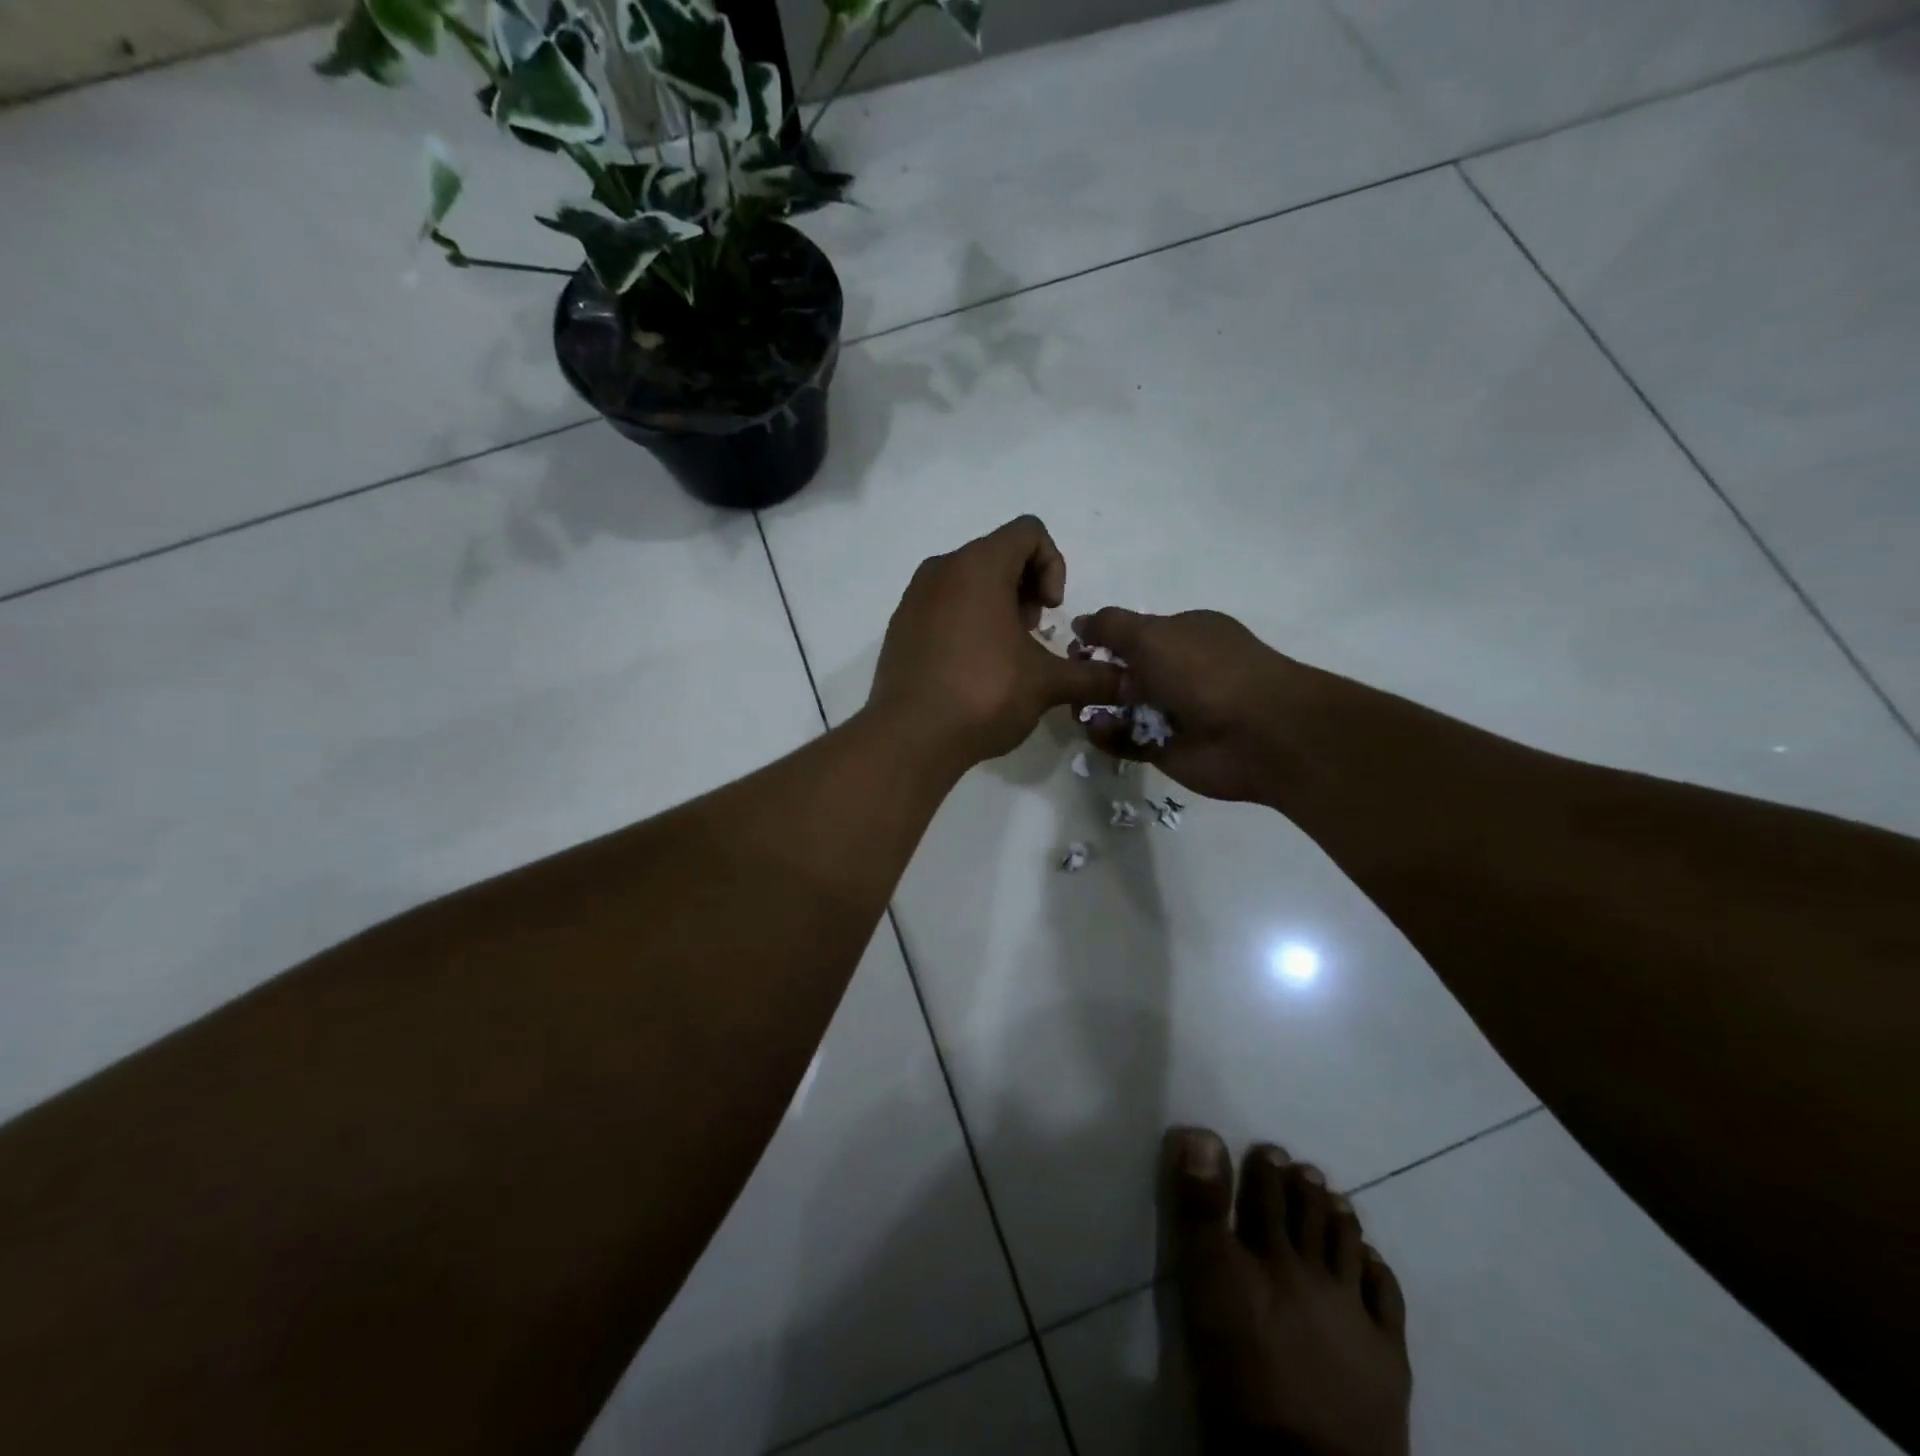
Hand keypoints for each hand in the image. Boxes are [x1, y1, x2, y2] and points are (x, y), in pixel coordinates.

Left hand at [870, 517, 1123, 766]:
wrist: (910, 737)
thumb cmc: (983, 694)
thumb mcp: (1046, 684)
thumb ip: (1092, 676)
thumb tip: (1127, 682)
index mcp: (978, 565)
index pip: (1029, 532)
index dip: (1053, 565)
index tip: (1050, 611)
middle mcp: (941, 569)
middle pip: (997, 554)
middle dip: (1025, 589)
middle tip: (1030, 636)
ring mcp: (914, 597)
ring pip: (967, 581)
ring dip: (996, 607)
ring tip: (1004, 656)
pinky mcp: (900, 626)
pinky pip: (941, 606)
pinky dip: (965, 622)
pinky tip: (971, 669)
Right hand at [1072, 607, 1325, 804]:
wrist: (1258, 735)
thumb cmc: (1205, 672)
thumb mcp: (1151, 634)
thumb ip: (1110, 626)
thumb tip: (1079, 623)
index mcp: (1182, 634)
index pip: (1132, 634)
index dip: (1100, 641)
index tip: (1072, 650)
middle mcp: (1177, 670)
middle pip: (1121, 673)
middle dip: (1092, 677)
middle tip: (1072, 686)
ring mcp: (1171, 711)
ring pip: (1119, 709)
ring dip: (1096, 709)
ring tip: (1081, 712)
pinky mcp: (1164, 748)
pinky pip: (1125, 740)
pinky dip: (1108, 736)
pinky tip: (1099, 731)